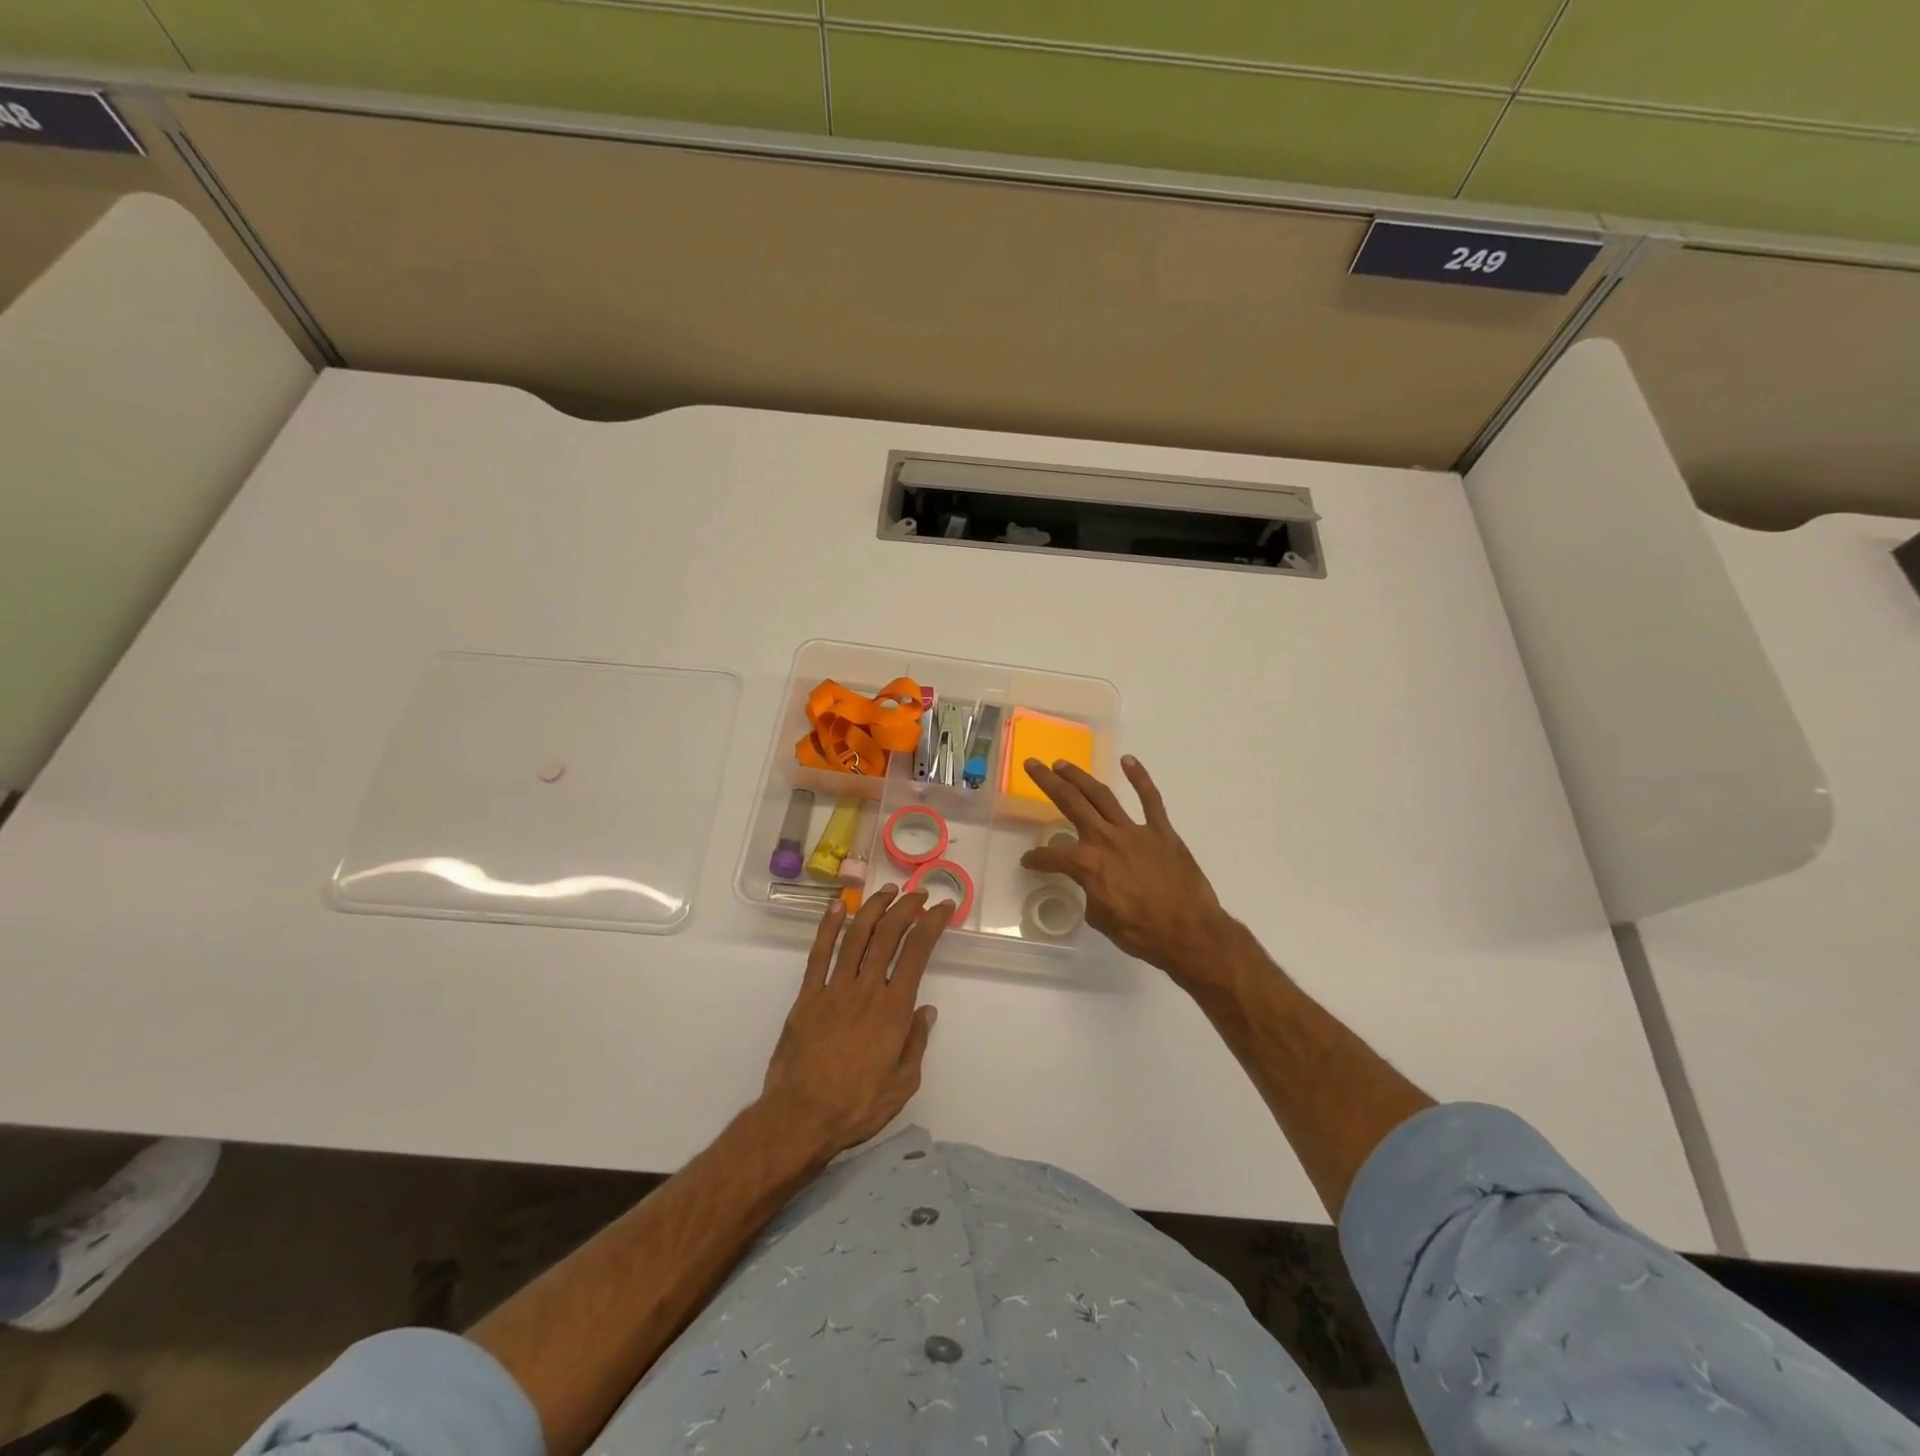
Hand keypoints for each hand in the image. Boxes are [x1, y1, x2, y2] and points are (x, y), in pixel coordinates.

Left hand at [760, 885, 953, 1159]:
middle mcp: (866, 989)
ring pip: (856, 936)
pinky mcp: (808, 996)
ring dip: (873, 908)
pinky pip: (819, 954)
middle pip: (888, 935)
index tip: (942, 908)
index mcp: (894, 1008)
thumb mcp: (903, 1084)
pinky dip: (828, 926)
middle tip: (918, 894)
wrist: (801, 1117)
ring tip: (887, 891)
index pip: (917, 953)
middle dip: (906, 909)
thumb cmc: (857, 1106)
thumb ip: (916, 1042)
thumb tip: (926, 1010)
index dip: (931, 925)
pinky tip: (837, 907)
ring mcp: (834, 989)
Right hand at [1020, 756, 1234, 984]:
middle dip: (1048, 782)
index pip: (1051, 856)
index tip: (1029, 862)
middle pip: (1070, 802)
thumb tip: (1096, 885)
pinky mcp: (1161, 831)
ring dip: (1080, 777)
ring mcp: (1134, 831)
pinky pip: (1150, 799)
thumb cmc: (1142, 933)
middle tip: (1033, 765)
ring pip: (1102, 795)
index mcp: (1086, 864)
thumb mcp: (1101, 920)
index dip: (1035, 859)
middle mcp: (1105, 839)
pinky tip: (1128, 761)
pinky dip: (1140, 778)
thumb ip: (1092, 894)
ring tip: (1063, 764)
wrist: (1189, 933)